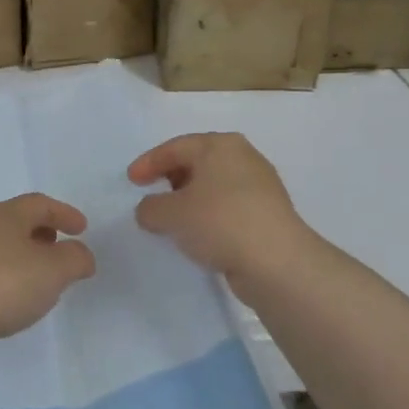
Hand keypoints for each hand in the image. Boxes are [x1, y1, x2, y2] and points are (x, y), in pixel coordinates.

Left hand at [0, 194, 95, 354]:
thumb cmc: (2, 284)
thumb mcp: (53, 270)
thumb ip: (75, 258)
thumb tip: (80, 254)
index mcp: (5, 215)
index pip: (39, 203)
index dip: (64, 213)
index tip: (82, 229)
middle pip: (15, 220)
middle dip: (41, 232)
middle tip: (60, 248)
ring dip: (22, 255)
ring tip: (39, 278)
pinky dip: (5, 275)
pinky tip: (11, 298)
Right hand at [128, 133, 315, 284]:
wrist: (278, 263)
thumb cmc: (219, 222)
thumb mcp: (170, 214)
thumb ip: (150, 208)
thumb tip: (149, 210)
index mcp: (219, 145)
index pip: (175, 147)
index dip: (148, 163)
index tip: (131, 181)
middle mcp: (243, 157)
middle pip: (197, 162)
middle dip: (171, 178)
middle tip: (152, 194)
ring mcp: (261, 185)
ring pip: (214, 185)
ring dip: (190, 199)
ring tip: (173, 218)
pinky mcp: (269, 213)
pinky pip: (228, 206)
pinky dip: (209, 214)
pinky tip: (199, 233)